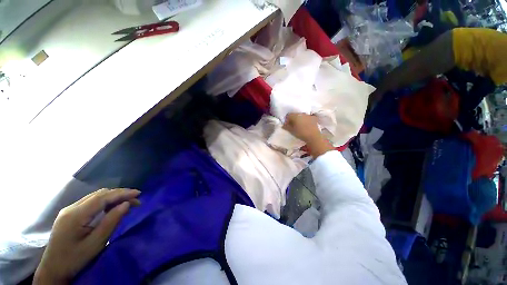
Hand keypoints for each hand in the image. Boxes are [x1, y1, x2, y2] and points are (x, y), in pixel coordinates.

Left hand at [34, 188, 140, 284]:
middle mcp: (71, 208)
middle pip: (99, 194)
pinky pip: (90, 202)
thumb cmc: (75, 259)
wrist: (53, 269)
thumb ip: (111, 222)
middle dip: (120, 194)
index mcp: (75, 215)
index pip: (102, 197)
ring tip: (127, 203)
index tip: (139, 193)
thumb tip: (126, 204)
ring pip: (95, 197)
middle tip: (136, 200)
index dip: (122, 193)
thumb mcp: (96, 243)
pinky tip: (111, 208)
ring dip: (113, 197)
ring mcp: (69, 210)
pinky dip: (105, 202)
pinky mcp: (69, 214)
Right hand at [283, 113, 333, 157]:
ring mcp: (308, 115)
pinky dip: (305, 120)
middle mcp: (301, 113)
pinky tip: (305, 125)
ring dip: (299, 119)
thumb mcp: (291, 131)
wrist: (313, 136)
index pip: (288, 115)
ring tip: (299, 125)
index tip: (286, 124)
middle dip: (293, 119)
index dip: (286, 119)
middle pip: (295, 114)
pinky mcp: (313, 118)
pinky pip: (307, 117)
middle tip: (292, 125)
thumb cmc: (301, 133)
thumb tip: (283, 125)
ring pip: (301, 115)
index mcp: (295, 116)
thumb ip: (286, 127)